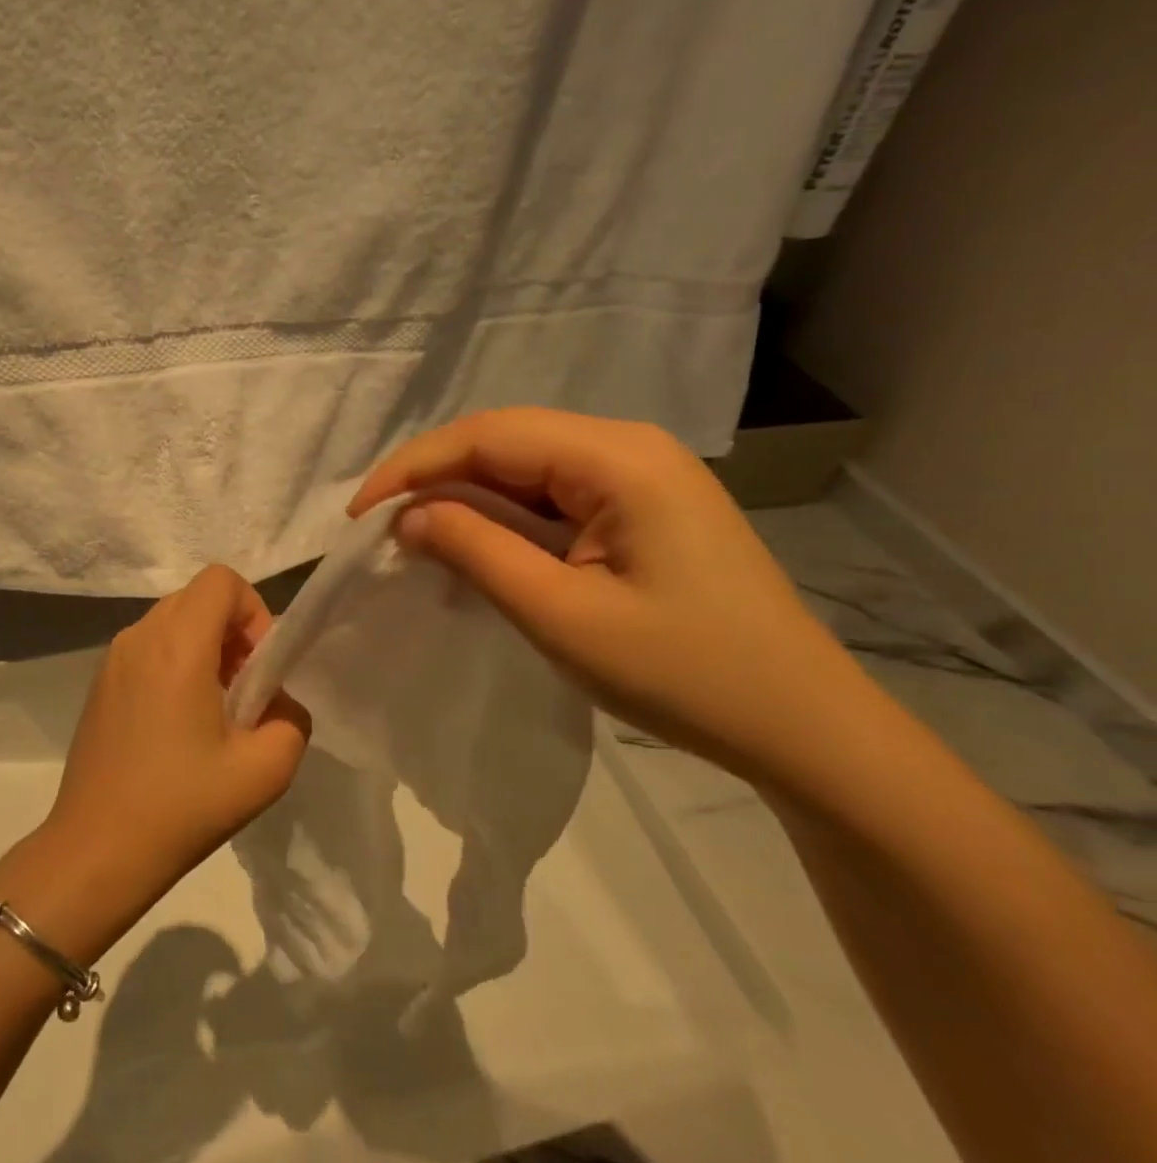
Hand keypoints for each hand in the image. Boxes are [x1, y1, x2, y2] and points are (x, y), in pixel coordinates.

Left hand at [43, 565, 312, 908]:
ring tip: (213, 712)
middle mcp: (140, 636)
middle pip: (197, 598)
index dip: (253, 612)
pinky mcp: (100, 683)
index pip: (222, 580)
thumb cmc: (182, 806)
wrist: (96, 850)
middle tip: (243, 692)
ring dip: (204, 649)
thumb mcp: (265, 770)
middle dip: (232, 632)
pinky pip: (148, 648)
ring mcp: (113, 658)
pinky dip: (174, 664)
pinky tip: (177, 726)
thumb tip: (277, 703)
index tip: (258, 667)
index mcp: (177, 644)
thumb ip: (292, 720)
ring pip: (172, 622)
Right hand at [350, 409, 876, 787]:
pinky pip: (551, 492)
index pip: (488, 435)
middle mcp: (629, 447)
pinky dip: (501, 515)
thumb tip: (407, 516)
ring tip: (414, 535)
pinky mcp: (640, 506)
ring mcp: (640, 475)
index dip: (414, 467)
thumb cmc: (684, 674)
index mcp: (618, 458)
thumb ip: (476, 551)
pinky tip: (474, 544)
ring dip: (464, 496)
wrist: (802, 727)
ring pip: (524, 465)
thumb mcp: (561, 615)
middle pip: (504, 441)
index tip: (361, 514)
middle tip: (380, 527)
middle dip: (434, 478)